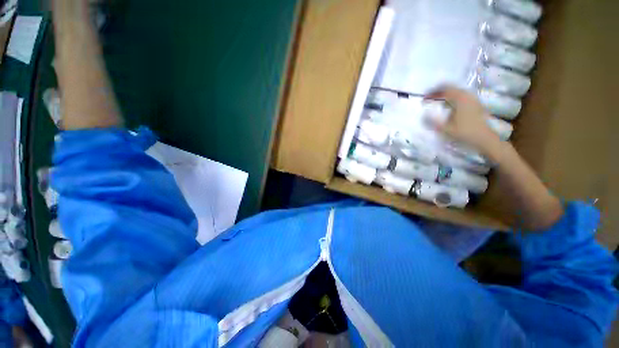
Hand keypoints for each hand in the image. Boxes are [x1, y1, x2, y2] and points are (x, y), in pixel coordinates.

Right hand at [426, 86, 502, 158]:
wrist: (483, 137)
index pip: (444, 90)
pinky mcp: (475, 103)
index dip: (433, 93)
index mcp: (460, 99)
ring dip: (446, 94)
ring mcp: (472, 98)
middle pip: (451, 88)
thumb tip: (423, 115)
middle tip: (429, 97)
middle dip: (439, 91)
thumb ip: (433, 121)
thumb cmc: (464, 132)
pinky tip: (448, 104)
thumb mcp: (445, 129)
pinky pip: (462, 95)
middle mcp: (467, 95)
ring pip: (456, 91)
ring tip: (437, 100)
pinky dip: (453, 97)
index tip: (424, 98)